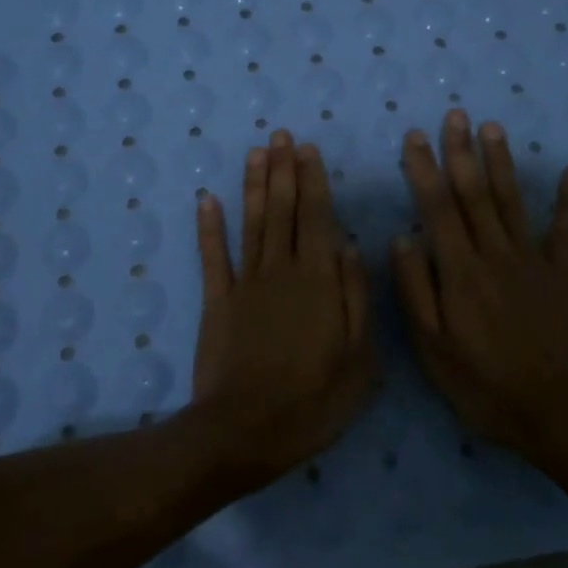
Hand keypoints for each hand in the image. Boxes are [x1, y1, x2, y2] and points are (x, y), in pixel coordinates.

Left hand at [191, 129, 375, 483]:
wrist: (245, 431)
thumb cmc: (313, 400)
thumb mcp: (359, 359)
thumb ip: (357, 298)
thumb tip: (351, 247)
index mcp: (319, 281)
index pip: (317, 218)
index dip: (312, 180)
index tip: (308, 149)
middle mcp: (281, 270)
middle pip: (283, 210)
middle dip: (283, 170)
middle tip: (281, 135)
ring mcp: (245, 284)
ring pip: (251, 223)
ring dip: (253, 185)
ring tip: (256, 152)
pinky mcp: (217, 302)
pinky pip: (213, 257)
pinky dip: (209, 227)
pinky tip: (207, 200)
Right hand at [391, 109, 567, 456]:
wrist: (559, 412)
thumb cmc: (485, 385)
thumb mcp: (433, 348)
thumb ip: (415, 290)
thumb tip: (402, 238)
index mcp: (460, 271)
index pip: (437, 208)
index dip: (425, 170)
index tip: (416, 137)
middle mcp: (495, 254)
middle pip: (475, 194)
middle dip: (462, 152)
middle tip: (456, 115)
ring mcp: (534, 262)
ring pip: (513, 202)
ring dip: (502, 162)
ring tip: (493, 128)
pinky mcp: (565, 275)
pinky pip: (567, 231)